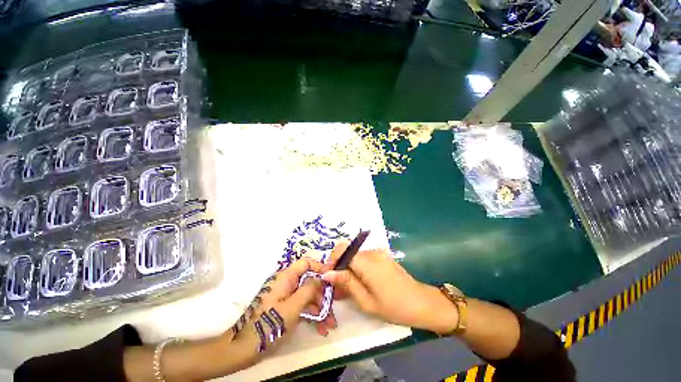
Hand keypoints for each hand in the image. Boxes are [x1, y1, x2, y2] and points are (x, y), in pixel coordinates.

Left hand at [227, 258, 336, 366]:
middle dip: (322, 295)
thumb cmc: (269, 323)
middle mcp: (287, 283)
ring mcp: (286, 295)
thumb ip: (309, 289)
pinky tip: (321, 328)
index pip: (306, 263)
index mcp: (286, 277)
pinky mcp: (285, 307)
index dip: (320, 268)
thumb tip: (321, 277)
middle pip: (309, 281)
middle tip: (333, 309)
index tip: (332, 279)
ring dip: (319, 308)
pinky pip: (301, 305)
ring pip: (307, 295)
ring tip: (330, 325)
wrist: (244, 347)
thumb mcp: (293, 306)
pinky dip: (311, 314)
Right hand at [320, 243, 459, 333]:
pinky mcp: (382, 257)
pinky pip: (364, 259)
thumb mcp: (366, 301)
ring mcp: (379, 253)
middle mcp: (372, 252)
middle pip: (348, 252)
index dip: (332, 260)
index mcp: (367, 262)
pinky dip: (357, 269)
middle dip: (339, 267)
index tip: (328, 276)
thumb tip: (327, 273)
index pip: (342, 249)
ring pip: (355, 256)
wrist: (421, 303)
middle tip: (336, 287)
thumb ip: (347, 283)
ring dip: (348, 269)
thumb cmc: (394, 307)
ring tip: (346, 289)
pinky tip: (359, 284)